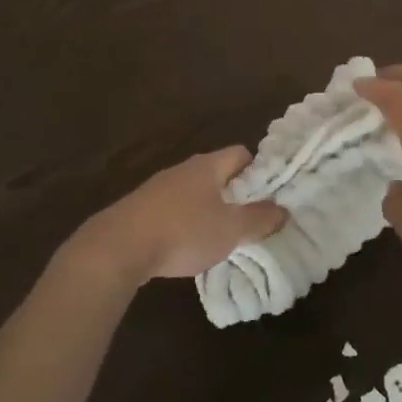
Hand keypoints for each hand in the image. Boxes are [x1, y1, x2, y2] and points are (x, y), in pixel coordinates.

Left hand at [73, 148, 282, 285]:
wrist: (118, 248)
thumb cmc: (182, 232)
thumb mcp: (230, 230)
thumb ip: (259, 219)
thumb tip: (283, 210)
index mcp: (208, 166)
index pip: (241, 154)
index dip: (258, 170)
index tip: (268, 195)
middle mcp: (183, 169)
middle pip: (217, 173)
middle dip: (234, 193)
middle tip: (249, 219)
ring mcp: (158, 188)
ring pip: (194, 192)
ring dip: (208, 209)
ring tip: (220, 236)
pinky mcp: (139, 209)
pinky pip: (172, 209)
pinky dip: (184, 223)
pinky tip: (185, 246)